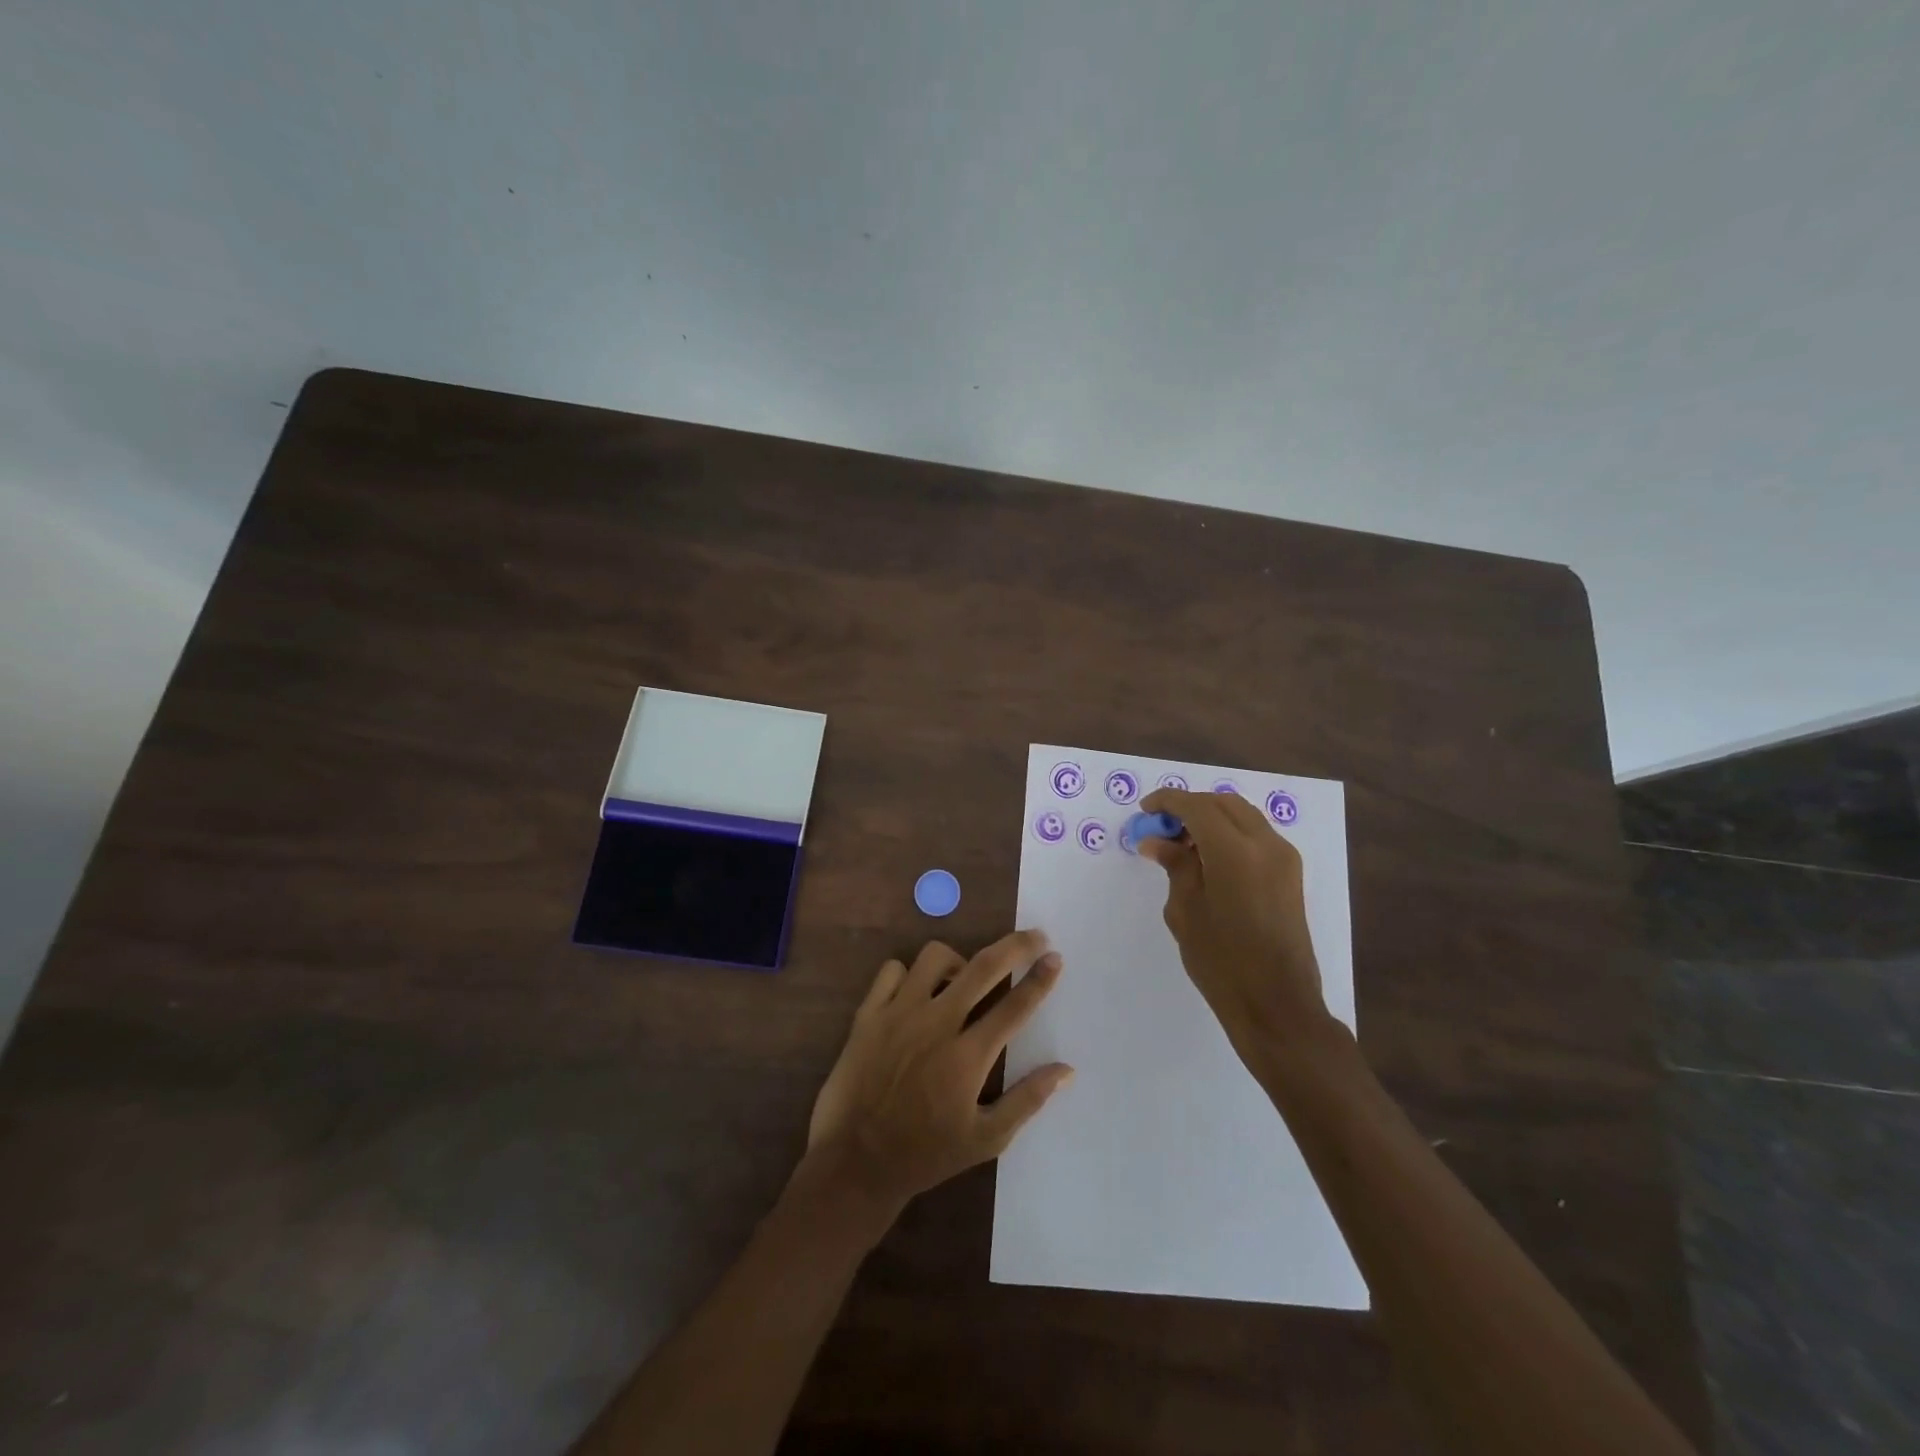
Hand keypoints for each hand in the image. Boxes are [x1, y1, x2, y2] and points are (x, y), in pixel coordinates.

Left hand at [803, 931, 1073, 1222]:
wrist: (854, 1163)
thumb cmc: (925, 1155)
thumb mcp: (986, 1139)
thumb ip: (1027, 1100)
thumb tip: (1066, 1070)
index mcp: (968, 1057)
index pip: (1015, 1006)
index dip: (1040, 979)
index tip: (1055, 957)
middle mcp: (936, 1024)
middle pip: (983, 967)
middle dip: (1016, 946)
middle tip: (1034, 937)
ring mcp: (898, 1014)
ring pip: (934, 957)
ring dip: (957, 961)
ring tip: (962, 979)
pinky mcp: (867, 1014)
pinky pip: (892, 970)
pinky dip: (908, 973)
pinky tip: (916, 993)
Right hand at [1137, 787, 1333, 1058]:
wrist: (1276, 1003)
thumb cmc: (1221, 961)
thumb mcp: (1185, 911)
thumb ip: (1175, 866)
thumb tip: (1157, 841)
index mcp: (1235, 851)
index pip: (1197, 806)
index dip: (1168, 802)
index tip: (1145, 810)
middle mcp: (1265, 844)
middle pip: (1223, 803)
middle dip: (1190, 807)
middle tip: (1162, 828)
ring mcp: (1284, 857)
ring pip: (1243, 816)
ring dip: (1212, 818)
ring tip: (1183, 844)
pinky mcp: (1291, 874)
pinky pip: (1256, 835)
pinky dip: (1230, 833)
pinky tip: (1209, 859)